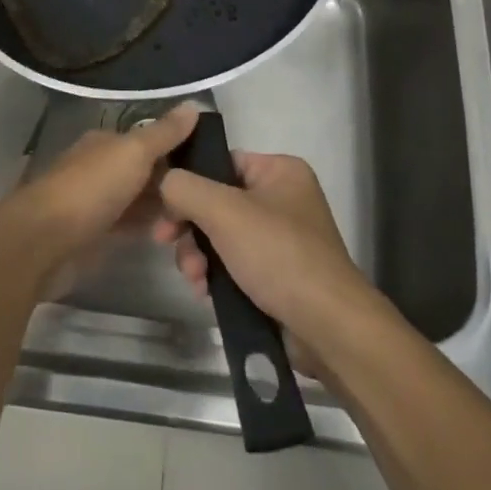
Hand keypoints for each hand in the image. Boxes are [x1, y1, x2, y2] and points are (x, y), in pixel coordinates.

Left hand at [0, 103, 199, 295]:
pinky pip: (129, 226)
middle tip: (207, 202)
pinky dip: (148, 228)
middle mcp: (99, 167)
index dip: (178, 150)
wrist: (44, 241)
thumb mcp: (134, 152)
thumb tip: (194, 103)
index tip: (211, 167)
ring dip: (163, 210)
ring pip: (139, 200)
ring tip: (195, 223)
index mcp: (105, 142)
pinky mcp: (94, 234)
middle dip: (173, 184)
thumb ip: (164, 132)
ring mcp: (95, 202)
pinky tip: (169, 237)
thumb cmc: (91, 188)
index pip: (149, 140)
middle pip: (145, 172)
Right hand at [156, 151, 380, 348]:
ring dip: (198, 255)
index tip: (164, 209)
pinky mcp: (278, 273)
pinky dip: (216, 275)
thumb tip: (165, 181)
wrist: (326, 326)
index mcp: (280, 171)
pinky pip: (234, 263)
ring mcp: (281, 238)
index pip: (222, 163)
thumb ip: (185, 188)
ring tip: (195, 279)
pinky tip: (205, 293)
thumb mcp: (224, 212)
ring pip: (221, 236)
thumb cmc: (278, 255)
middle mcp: (283, 198)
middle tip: (168, 244)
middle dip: (190, 228)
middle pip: (216, 202)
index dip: (189, 183)